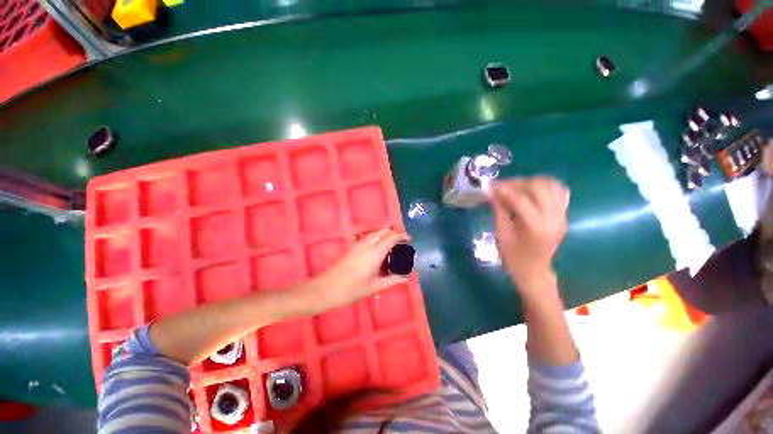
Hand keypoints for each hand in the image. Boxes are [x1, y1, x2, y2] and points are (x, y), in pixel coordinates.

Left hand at [312, 228, 409, 311]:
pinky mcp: (353, 246)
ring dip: (385, 234)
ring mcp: (358, 244)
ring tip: (392, 246)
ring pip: (376, 232)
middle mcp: (367, 244)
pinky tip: (379, 250)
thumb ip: (393, 280)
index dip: (402, 236)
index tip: (409, 240)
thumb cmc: (352, 290)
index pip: (391, 236)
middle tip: (401, 244)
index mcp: (375, 253)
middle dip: (394, 233)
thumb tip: (406, 277)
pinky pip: (369, 236)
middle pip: (384, 230)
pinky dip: (377, 237)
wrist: (326, 289)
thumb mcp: (375, 287)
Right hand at [490, 177, 569, 292]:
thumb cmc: (513, 256)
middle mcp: (553, 218)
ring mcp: (561, 216)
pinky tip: (533, 191)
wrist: (533, 271)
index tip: (491, 185)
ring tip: (517, 187)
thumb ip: (499, 210)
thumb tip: (492, 192)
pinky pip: (560, 193)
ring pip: (552, 186)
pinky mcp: (563, 216)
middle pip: (539, 187)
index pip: (520, 198)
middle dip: (518, 183)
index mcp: (536, 226)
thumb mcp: (502, 233)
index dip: (504, 189)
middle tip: (503, 187)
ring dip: (533, 182)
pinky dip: (547, 187)